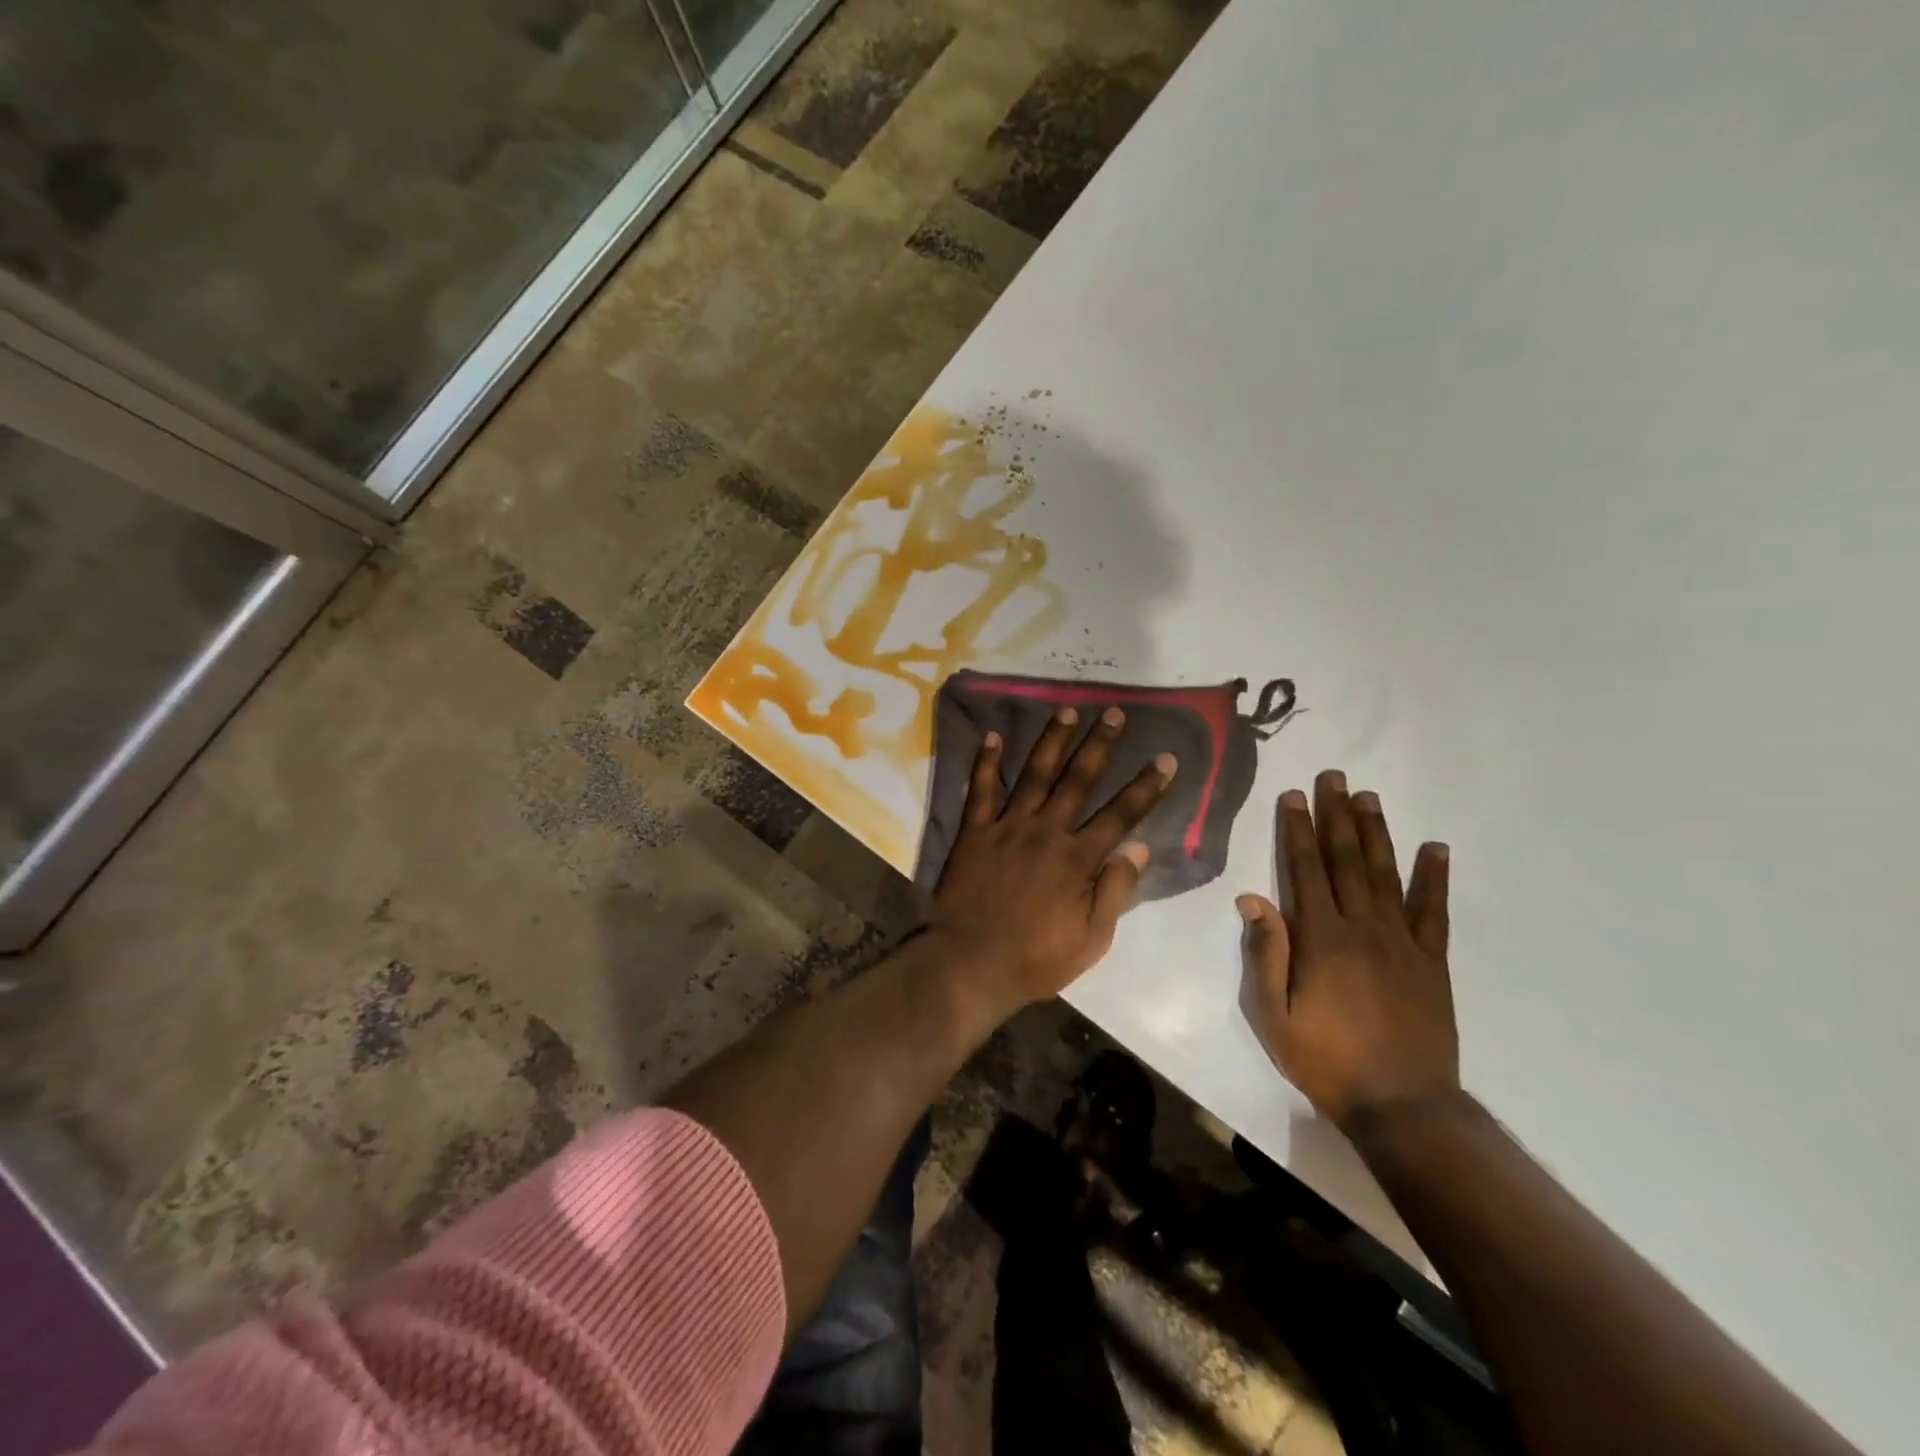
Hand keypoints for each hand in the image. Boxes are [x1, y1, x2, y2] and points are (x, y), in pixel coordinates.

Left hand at [929, 706, 1174, 1017]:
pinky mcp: (974, 831)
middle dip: (1100, 745)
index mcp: (1078, 859)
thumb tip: (1139, 846)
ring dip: (1052, 741)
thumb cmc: (1035, 959)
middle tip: (1114, 713)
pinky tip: (992, 736)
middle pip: (1078, 780)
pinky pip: (980, 789)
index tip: (1166, 758)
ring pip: (1034, 774)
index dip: (1146, 786)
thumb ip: (1115, 890)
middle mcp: (1046, 831)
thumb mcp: (1090, 939)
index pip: (1121, 814)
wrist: (968, 963)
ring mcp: (1007, 827)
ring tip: (1067, 710)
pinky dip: (986, 762)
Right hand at [1237, 769, 1458, 1133]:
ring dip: (1377, 833)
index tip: (1294, 795)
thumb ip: (1265, 953)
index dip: (1297, 829)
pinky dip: (1434, 878)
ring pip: (1387, 874)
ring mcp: (1403, 942)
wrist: (1403, 1106)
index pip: (1305, 869)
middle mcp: (1363, 927)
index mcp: (1321, 938)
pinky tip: (1435, 849)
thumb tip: (1252, 898)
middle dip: (1337, 815)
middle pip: (1347, 860)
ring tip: (1369, 797)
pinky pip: (1434, 911)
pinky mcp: (1432, 962)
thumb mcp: (1273, 1014)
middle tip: (1334, 777)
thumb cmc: (1326, 1059)